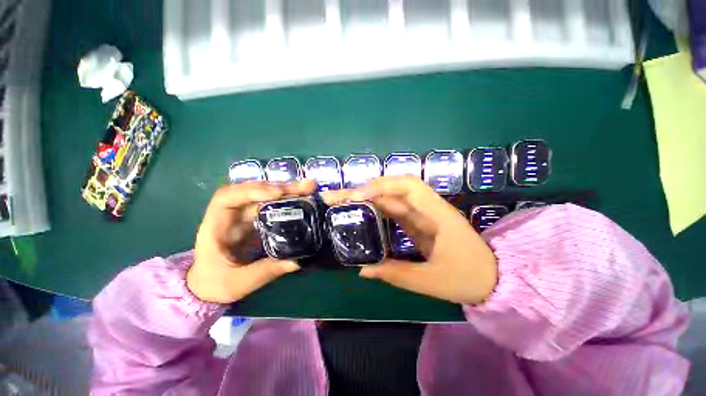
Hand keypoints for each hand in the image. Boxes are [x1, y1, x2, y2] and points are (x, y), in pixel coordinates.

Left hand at [188, 180, 315, 303]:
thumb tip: (297, 261)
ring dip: (287, 191)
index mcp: (216, 227)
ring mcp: (245, 218)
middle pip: (254, 193)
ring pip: (265, 197)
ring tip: (308, 188)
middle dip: (280, 188)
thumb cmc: (215, 284)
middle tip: (306, 187)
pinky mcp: (257, 222)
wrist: (208, 286)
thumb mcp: (237, 283)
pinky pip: (272, 207)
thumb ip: (265, 271)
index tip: (277, 194)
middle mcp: (232, 216)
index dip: (251, 191)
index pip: (228, 198)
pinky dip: (287, 201)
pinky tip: (302, 198)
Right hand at [322, 177, 497, 304]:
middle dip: (368, 188)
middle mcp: (428, 208)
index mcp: (437, 215)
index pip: (408, 187)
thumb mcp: (430, 281)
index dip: (381, 186)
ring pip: (393, 197)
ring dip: (370, 196)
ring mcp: (423, 214)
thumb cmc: (468, 277)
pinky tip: (362, 212)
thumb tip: (363, 270)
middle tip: (341, 196)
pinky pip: (395, 210)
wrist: (491, 278)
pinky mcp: (418, 222)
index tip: (358, 196)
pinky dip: (377, 208)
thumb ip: (396, 274)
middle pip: (396, 187)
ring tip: (346, 201)